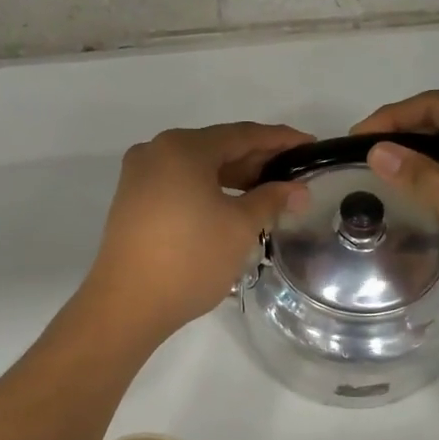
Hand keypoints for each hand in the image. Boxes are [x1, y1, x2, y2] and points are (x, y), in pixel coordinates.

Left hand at [83, 123, 311, 344]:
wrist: (127, 305)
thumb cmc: (190, 259)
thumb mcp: (240, 227)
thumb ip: (272, 199)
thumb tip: (298, 189)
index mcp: (182, 147)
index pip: (243, 134)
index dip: (281, 139)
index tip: (311, 146)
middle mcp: (156, 150)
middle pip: (218, 147)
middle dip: (258, 160)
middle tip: (294, 173)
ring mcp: (140, 175)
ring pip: (198, 166)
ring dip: (234, 176)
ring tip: (269, 191)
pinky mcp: (133, 200)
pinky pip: (180, 182)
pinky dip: (209, 189)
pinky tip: (232, 204)